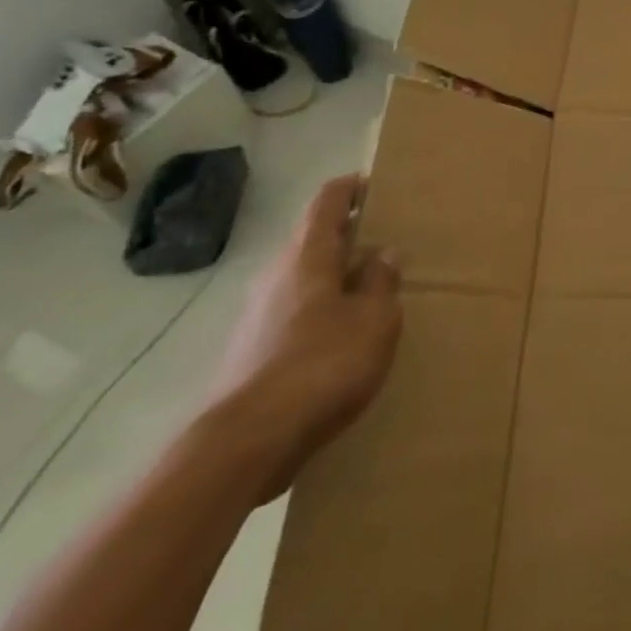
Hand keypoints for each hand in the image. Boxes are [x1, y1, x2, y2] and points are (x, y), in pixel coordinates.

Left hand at [203, 174, 402, 502]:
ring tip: (371, 290)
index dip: (352, 188)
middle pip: (312, 240)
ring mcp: (257, 315)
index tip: (376, 186)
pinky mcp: (250, 351)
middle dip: (348, 236)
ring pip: (303, 278)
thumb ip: (381, 282)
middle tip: (386, 241)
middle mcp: (276, 276)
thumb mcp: (375, 320)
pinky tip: (343, 335)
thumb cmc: (322, 365)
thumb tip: (383, 254)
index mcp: (307, 257)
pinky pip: (293, 312)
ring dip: (334, 276)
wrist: (244, 444)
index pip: (327, 202)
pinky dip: (320, 309)